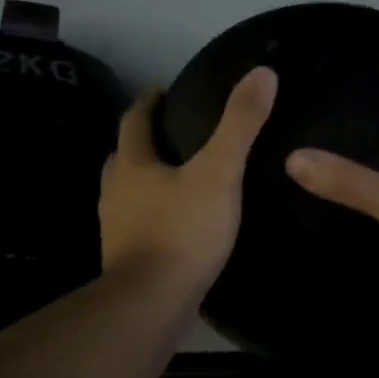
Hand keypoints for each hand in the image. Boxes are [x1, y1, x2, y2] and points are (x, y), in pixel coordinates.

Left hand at [100, 67, 277, 302]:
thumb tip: (263, 72)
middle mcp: (115, 191)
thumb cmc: (182, 231)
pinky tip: (176, 223)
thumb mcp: (219, 172)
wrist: (151, 305)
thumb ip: (240, 124)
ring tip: (178, 177)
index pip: (134, 120)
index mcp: (132, 164)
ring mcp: (115, 228)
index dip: (149, 101)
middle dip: (144, 141)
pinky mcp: (124, 259)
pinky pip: (136, 224)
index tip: (166, 90)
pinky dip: (151, 214)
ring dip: (145, 179)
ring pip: (126, 192)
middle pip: (124, 155)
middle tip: (175, 133)